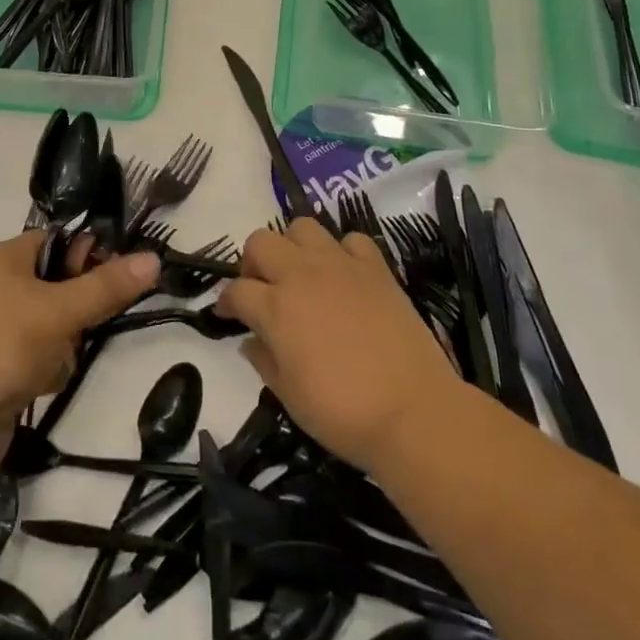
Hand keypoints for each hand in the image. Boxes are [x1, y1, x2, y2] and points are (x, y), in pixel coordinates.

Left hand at [0, 233, 159, 479]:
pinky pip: (36, 362)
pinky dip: (43, 375)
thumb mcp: (58, 311)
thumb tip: (153, 257)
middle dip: (77, 312)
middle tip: (83, 327)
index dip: (91, 255)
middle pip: (59, 288)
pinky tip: (36, 389)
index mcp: (4, 259)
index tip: (121, 278)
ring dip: (62, 349)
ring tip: (52, 365)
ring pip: (52, 329)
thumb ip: (107, 287)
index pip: (60, 242)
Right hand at [218, 220, 463, 472]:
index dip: (226, 302)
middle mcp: (302, 275)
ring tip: (301, 275)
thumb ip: (263, 361)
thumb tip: (251, 341)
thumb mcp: (288, 396)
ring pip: (302, 227)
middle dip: (252, 263)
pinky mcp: (376, 268)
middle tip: (262, 290)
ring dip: (293, 247)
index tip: (228, 316)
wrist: (413, 412)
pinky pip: (351, 240)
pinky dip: (342, 251)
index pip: (235, 290)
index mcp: (275, 308)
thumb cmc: (342, 412)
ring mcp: (341, 266)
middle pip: (260, 242)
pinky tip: (344, 276)